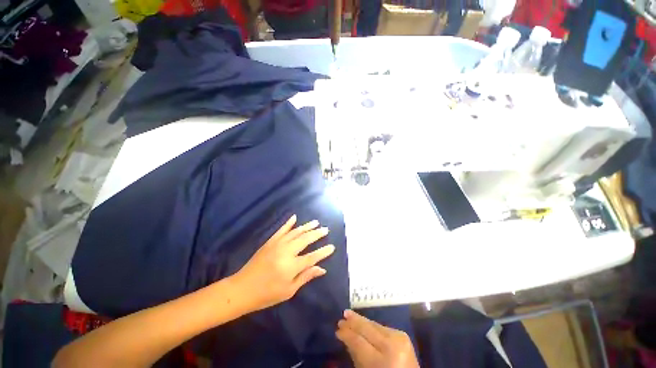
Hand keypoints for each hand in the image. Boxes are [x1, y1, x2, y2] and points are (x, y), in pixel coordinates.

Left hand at [234, 215, 334, 311]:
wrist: (242, 289)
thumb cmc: (267, 294)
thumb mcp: (289, 290)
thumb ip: (306, 277)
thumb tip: (322, 269)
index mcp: (291, 266)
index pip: (312, 257)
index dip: (323, 252)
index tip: (332, 246)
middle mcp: (286, 252)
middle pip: (305, 239)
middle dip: (317, 234)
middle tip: (326, 229)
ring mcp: (277, 244)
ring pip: (295, 232)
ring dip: (307, 226)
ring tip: (316, 222)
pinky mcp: (270, 241)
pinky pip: (281, 230)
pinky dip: (288, 223)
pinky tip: (295, 217)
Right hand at [336, 310, 419, 367]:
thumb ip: (356, 356)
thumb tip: (346, 338)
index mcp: (383, 361)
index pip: (359, 342)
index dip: (347, 334)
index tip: (337, 330)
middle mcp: (392, 346)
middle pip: (367, 329)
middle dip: (353, 322)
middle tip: (341, 317)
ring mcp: (399, 338)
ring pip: (374, 325)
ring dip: (360, 320)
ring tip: (349, 315)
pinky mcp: (403, 334)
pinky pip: (381, 327)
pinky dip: (371, 325)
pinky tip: (363, 322)